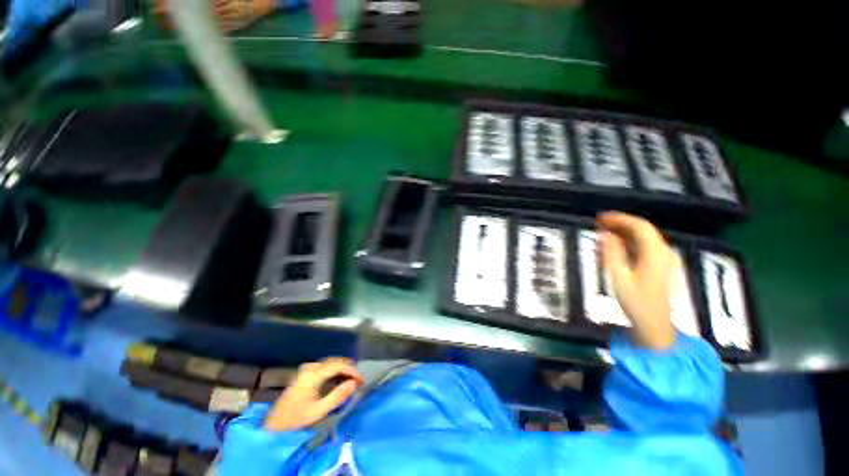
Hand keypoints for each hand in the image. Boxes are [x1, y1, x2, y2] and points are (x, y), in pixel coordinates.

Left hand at [264, 358, 362, 430]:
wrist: (274, 426)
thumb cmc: (296, 420)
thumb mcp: (318, 411)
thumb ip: (337, 396)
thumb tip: (354, 383)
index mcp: (312, 375)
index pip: (338, 365)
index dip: (352, 370)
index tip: (361, 380)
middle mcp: (310, 367)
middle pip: (335, 361)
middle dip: (349, 368)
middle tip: (359, 380)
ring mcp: (306, 369)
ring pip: (330, 362)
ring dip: (343, 369)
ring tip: (352, 379)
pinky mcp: (305, 373)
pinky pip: (325, 366)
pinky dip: (335, 370)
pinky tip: (339, 379)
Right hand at [597, 212, 676, 349]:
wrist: (655, 326)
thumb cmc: (636, 303)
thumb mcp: (619, 278)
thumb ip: (612, 254)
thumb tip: (605, 235)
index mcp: (655, 254)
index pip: (640, 226)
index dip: (620, 219)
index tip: (600, 218)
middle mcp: (663, 253)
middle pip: (643, 230)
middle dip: (621, 223)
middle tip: (598, 224)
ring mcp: (663, 260)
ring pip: (644, 238)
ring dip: (624, 232)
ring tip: (603, 232)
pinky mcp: (660, 267)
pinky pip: (645, 247)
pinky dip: (629, 242)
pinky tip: (616, 247)